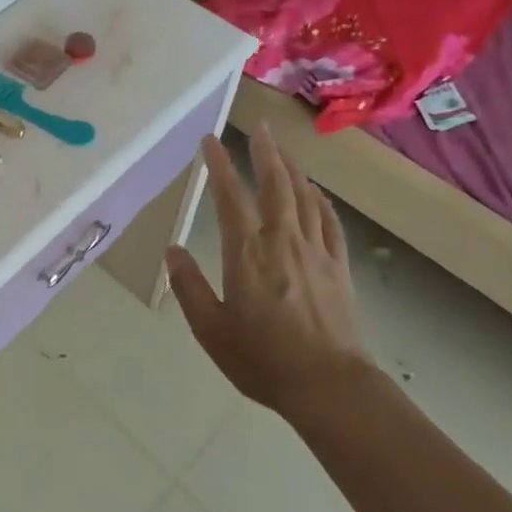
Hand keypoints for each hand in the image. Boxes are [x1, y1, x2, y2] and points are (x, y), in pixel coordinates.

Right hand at [165, 125, 370, 420]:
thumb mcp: (211, 329)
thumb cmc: (263, 359)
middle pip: (275, 184)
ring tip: (282, 148)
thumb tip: (173, 250)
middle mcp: (282, 240)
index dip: (219, 165)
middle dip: (264, 152)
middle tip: (258, 126)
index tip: (210, 140)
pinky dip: (320, 200)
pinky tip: (316, 192)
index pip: (230, 197)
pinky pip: (329, 221)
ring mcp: (315, 250)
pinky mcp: (338, 266)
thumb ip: (188, 286)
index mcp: (247, 253)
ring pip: (304, 196)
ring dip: (292, 167)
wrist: (329, 385)